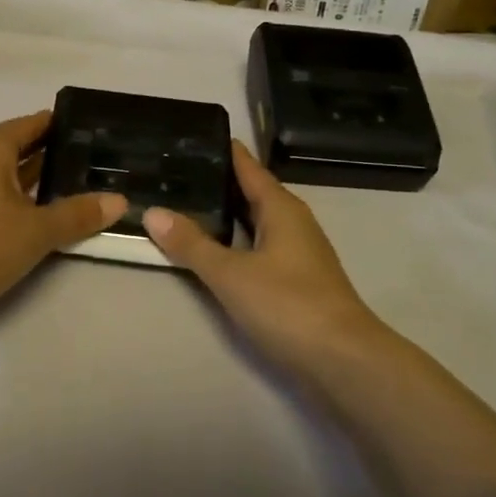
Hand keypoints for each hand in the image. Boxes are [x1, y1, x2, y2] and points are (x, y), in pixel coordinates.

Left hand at [0, 111, 125, 324]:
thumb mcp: (39, 228)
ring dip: (40, 182)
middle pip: (21, 148)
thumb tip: (120, 201)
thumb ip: (79, 213)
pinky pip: (0, 199)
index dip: (62, 125)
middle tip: (96, 160)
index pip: (33, 124)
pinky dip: (23, 203)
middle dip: (55, 154)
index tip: (94, 129)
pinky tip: (49, 216)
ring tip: (81, 187)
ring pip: (10, 176)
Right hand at [145, 143, 383, 370]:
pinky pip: (259, 245)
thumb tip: (152, 211)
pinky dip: (235, 240)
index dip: (222, 150)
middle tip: (175, 171)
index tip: (191, 136)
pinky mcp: (297, 279)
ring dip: (225, 214)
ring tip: (186, 206)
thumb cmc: (288, 304)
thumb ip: (191, 243)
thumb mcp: (230, 273)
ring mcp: (298, 251)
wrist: (343, 360)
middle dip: (217, 182)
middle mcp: (292, 221)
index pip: (247, 166)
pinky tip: (214, 250)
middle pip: (251, 191)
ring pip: (255, 220)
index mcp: (281, 207)